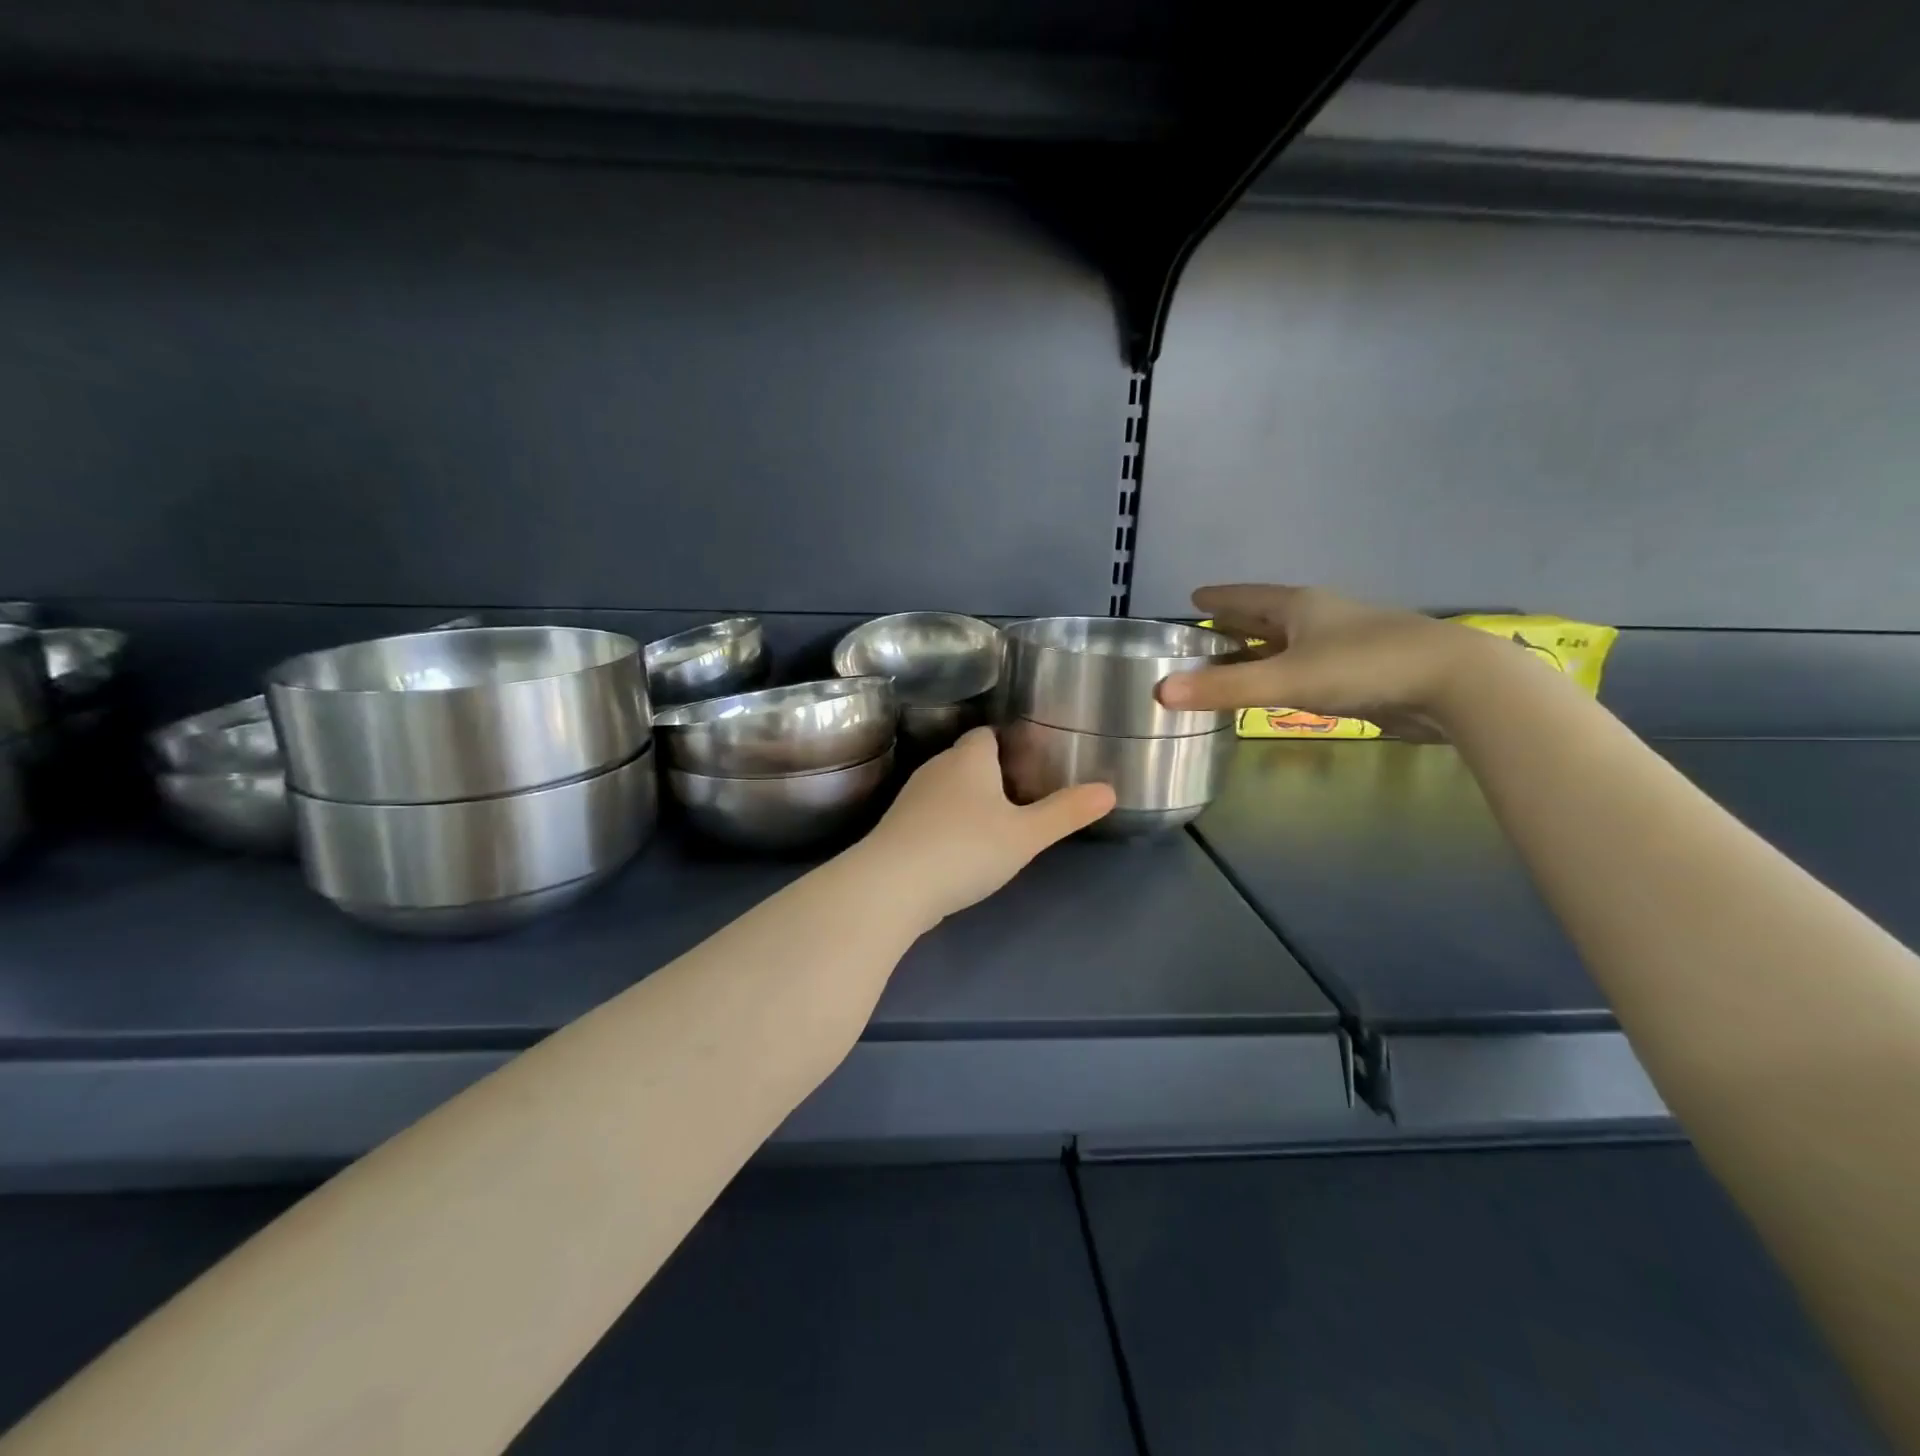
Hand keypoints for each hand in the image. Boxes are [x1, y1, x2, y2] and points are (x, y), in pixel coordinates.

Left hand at [856, 727, 1115, 923]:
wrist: (892, 885)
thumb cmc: (966, 849)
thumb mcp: (1026, 835)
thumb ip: (1066, 812)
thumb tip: (1109, 790)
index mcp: (969, 758)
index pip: (987, 734)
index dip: (1009, 744)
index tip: (1031, 763)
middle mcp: (937, 767)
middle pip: (967, 760)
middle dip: (992, 774)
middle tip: (1023, 798)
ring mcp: (912, 797)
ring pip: (947, 788)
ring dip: (968, 801)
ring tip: (996, 824)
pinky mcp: (897, 826)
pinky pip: (931, 815)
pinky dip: (948, 824)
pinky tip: (961, 849)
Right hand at [1157, 584, 1502, 740]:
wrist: (1454, 684)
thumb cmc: (1363, 667)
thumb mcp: (1285, 679)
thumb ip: (1222, 688)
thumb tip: (1158, 692)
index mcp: (1300, 606)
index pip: (1247, 596)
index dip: (1219, 598)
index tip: (1194, 597)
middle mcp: (1320, 618)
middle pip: (1267, 617)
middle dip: (1236, 623)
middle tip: (1204, 631)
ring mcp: (1344, 644)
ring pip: (1289, 643)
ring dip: (1260, 650)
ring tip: (1231, 660)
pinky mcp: (1362, 672)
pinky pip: (1307, 667)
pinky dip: (1283, 673)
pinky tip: (1278, 686)